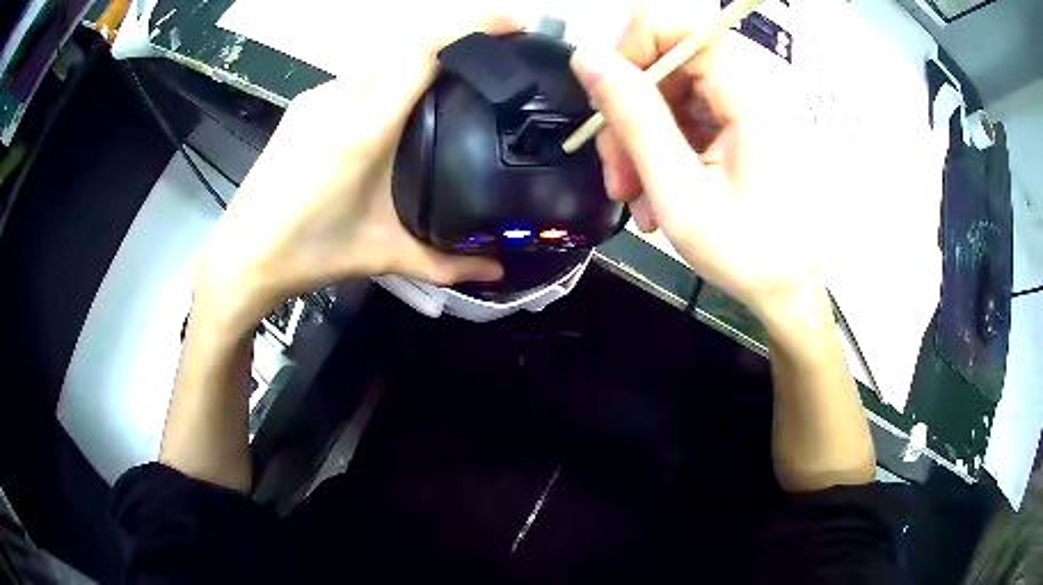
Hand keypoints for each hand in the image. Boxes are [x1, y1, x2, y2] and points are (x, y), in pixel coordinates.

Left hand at [194, 12, 519, 333]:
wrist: (243, 256)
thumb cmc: (308, 254)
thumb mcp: (381, 255)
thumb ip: (445, 263)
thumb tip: (498, 271)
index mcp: (363, 128)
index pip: (423, 52)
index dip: (471, 27)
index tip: (513, 24)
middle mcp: (340, 98)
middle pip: (407, 43)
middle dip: (456, 33)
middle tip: (496, 46)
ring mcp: (318, 96)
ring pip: (382, 55)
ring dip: (422, 52)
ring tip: (456, 67)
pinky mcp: (304, 104)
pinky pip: (359, 73)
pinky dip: (392, 70)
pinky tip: (402, 94)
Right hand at [572, 1, 821, 321]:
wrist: (790, 291)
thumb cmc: (747, 253)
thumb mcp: (680, 192)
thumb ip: (634, 118)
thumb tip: (587, 58)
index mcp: (746, 91)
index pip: (670, 23)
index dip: (628, 51)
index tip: (609, 105)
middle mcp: (749, 85)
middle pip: (664, 60)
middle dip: (628, 113)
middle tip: (617, 175)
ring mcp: (745, 105)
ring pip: (669, 92)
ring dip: (640, 140)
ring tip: (635, 198)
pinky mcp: (740, 124)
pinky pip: (686, 116)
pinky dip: (662, 150)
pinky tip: (655, 195)